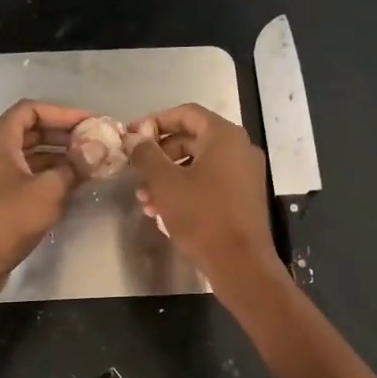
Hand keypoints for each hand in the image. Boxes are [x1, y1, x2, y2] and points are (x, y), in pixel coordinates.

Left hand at [0, 100, 92, 284]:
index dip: (64, 113)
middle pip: (31, 131)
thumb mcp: (49, 190)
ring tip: (89, 165)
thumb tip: (99, 148)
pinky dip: (48, 177)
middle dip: (64, 135)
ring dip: (58, 158)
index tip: (91, 123)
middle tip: (95, 144)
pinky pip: (25, 177)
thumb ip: (75, 166)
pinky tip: (71, 187)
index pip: (32, 109)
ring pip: (29, 156)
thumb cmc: (8, 219)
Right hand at [127, 104, 279, 286]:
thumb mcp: (165, 183)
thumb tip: (134, 138)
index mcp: (224, 136)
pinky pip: (209, 183)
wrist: (240, 263)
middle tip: (136, 171)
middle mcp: (239, 149)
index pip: (186, 113)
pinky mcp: (243, 198)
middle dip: (159, 155)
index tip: (132, 136)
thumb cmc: (201, 217)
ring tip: (145, 199)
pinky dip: (186, 190)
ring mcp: (244, 174)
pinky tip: (163, 212)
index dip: (155, 121)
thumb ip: (146, 155)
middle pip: (192, 139)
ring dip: (168, 177)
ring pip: (198, 165)